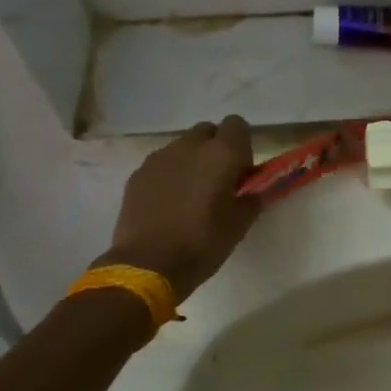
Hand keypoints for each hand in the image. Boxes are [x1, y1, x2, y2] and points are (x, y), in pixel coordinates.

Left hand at [96, 117, 259, 301]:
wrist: (147, 265)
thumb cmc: (202, 243)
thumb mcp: (240, 224)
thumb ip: (251, 198)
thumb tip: (252, 191)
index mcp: (222, 154)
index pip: (237, 125)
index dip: (241, 146)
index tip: (240, 173)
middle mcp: (190, 146)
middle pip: (208, 131)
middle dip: (215, 149)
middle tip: (217, 181)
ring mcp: (160, 157)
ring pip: (182, 146)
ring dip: (191, 161)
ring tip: (189, 194)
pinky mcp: (138, 174)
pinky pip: (161, 164)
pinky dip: (169, 175)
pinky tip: (167, 204)